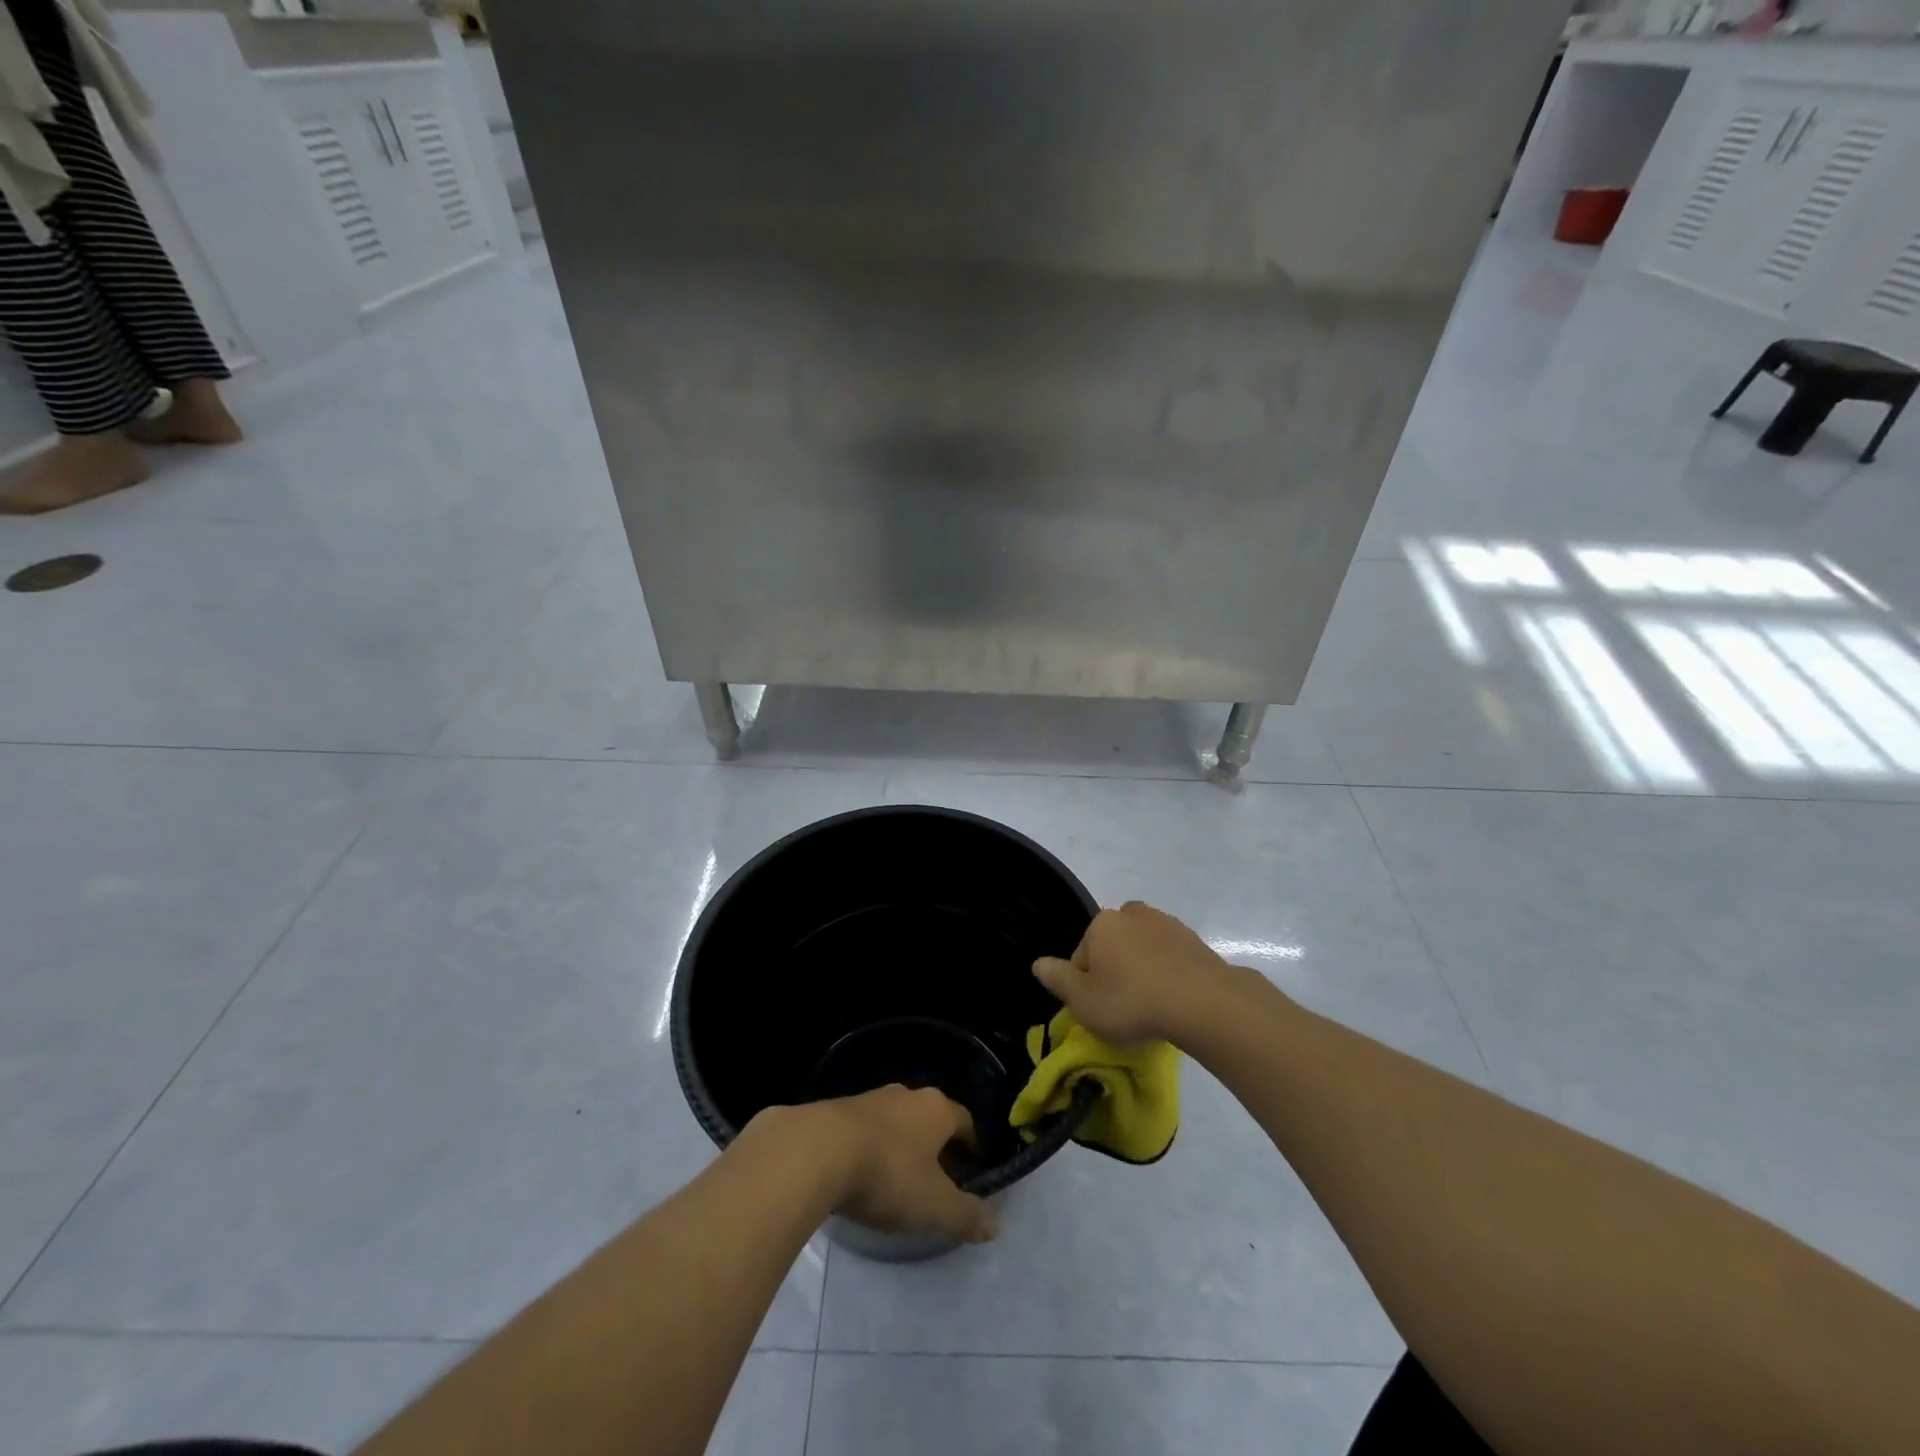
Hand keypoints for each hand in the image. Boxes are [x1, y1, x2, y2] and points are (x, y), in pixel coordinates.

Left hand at [808, 1086, 997, 1244]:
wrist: (816, 1151)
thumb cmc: (888, 1174)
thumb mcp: (934, 1206)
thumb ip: (966, 1215)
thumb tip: (995, 1225)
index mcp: (936, 1109)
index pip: (964, 1121)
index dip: (972, 1145)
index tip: (974, 1169)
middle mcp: (906, 1095)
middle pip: (929, 1118)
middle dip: (935, 1145)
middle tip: (937, 1179)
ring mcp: (869, 1099)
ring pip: (895, 1121)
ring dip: (900, 1146)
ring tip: (897, 1180)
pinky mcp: (836, 1111)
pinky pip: (863, 1130)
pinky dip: (869, 1148)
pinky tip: (860, 1175)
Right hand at [1033, 901, 1232, 1046]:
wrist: (1203, 1002)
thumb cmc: (1132, 1001)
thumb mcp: (1083, 1001)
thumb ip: (1058, 979)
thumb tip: (1038, 963)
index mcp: (1102, 923)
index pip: (1082, 955)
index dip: (1085, 985)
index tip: (1099, 1009)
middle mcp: (1132, 913)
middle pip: (1113, 946)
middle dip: (1115, 970)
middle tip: (1123, 1007)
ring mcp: (1167, 924)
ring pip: (1142, 949)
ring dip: (1142, 970)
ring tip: (1151, 1005)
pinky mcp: (1195, 940)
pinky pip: (1170, 957)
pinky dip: (1168, 973)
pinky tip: (1173, 1000)